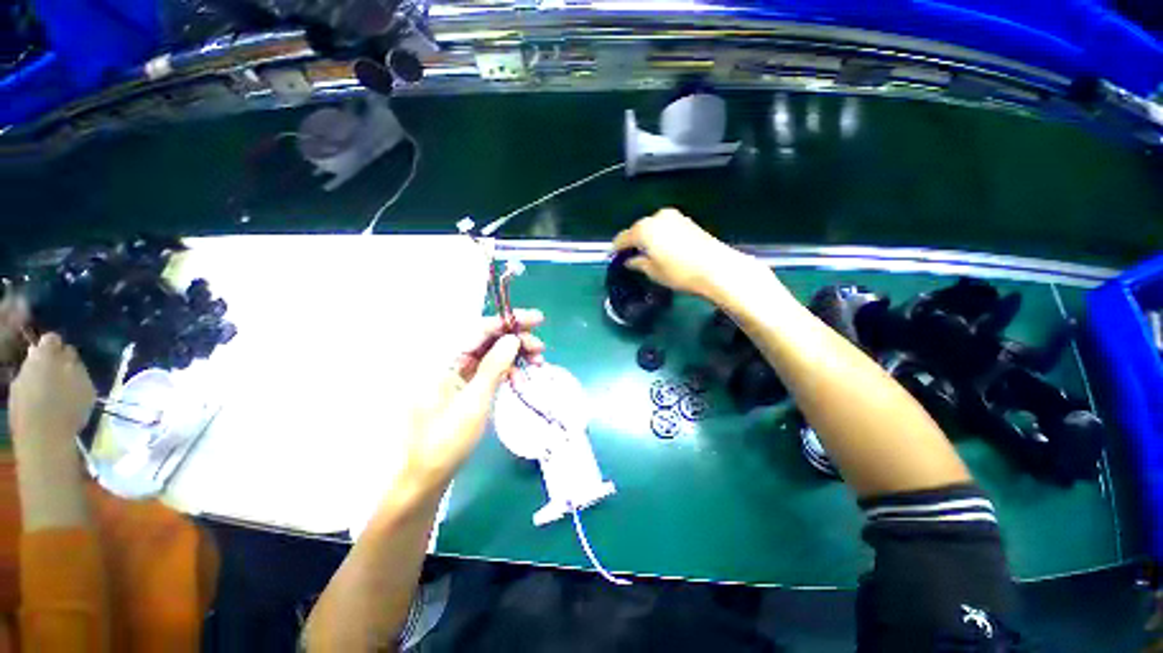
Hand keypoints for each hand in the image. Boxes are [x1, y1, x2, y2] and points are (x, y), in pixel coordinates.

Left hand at [9, 333, 95, 453]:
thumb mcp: (84, 385)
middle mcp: (28, 363)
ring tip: (56, 395)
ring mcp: (18, 382)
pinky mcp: (14, 400)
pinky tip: (46, 408)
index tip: (71, 357)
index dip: (61, 346)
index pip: (52, 339)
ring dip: (43, 380)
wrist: (41, 438)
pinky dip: (36, 395)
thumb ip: (76, 366)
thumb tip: (70, 356)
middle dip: (50, 364)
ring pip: (32, 374)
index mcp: (46, 354)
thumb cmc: (68, 407)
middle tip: (64, 377)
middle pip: (39, 357)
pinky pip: (27, 391)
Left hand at [402, 309, 545, 488]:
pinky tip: (522, 379)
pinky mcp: (465, 387)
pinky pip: (490, 370)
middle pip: (487, 339)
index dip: (509, 320)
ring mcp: (457, 374)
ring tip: (537, 363)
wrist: (426, 476)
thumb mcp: (474, 402)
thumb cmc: (446, 441)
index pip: (479, 328)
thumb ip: (494, 366)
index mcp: (443, 359)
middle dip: (516, 339)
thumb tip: (513, 338)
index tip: (536, 319)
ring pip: (492, 354)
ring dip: (515, 356)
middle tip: (540, 348)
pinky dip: (507, 371)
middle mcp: (449, 361)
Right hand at [613, 208, 769, 300]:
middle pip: (638, 229)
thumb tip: (630, 261)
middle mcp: (657, 218)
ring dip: (646, 238)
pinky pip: (665, 227)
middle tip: (629, 257)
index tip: (613, 257)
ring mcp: (674, 217)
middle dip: (632, 242)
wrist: (715, 267)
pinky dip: (659, 236)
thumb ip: (638, 263)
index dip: (616, 248)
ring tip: (646, 254)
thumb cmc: (679, 272)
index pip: (623, 237)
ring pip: (652, 227)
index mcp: (644, 229)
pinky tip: (662, 249)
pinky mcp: (687, 221)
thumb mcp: (653, 272)